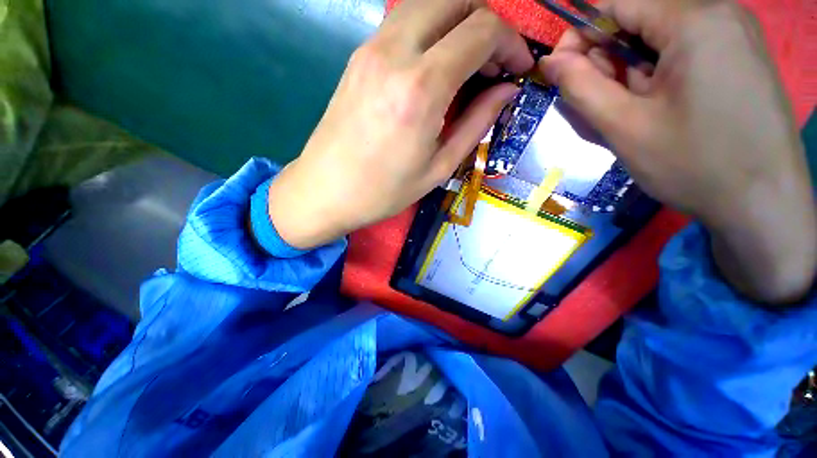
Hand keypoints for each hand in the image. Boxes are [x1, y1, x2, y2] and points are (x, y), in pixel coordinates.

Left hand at [267, 0, 532, 250]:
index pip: (482, 30)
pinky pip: (403, 23)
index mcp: (421, 88)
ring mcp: (370, 49)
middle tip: (494, 64)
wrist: (326, 191)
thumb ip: (476, 123)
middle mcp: (394, 53)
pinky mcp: (357, 57)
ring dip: (458, 23)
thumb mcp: (439, 167)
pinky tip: (435, 67)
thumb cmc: (384, 191)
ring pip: (428, 4)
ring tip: (468, 65)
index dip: (511, 43)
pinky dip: (431, 32)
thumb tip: (505, 91)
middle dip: (487, 24)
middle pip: (456, 0)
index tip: (518, 69)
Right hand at [540, 0, 815, 303]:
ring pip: (659, 41)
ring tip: (630, 117)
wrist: (765, 206)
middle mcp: (719, 14)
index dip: (579, 34)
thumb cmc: (694, 166)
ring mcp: (735, 35)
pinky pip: (684, 53)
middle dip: (609, 61)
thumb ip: (581, 87)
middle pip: (639, 21)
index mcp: (694, 21)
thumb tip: (551, 61)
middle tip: (601, 108)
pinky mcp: (741, 57)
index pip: (616, 4)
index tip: (560, 72)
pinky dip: (658, 78)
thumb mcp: (624, 127)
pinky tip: (657, 112)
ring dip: (631, 75)